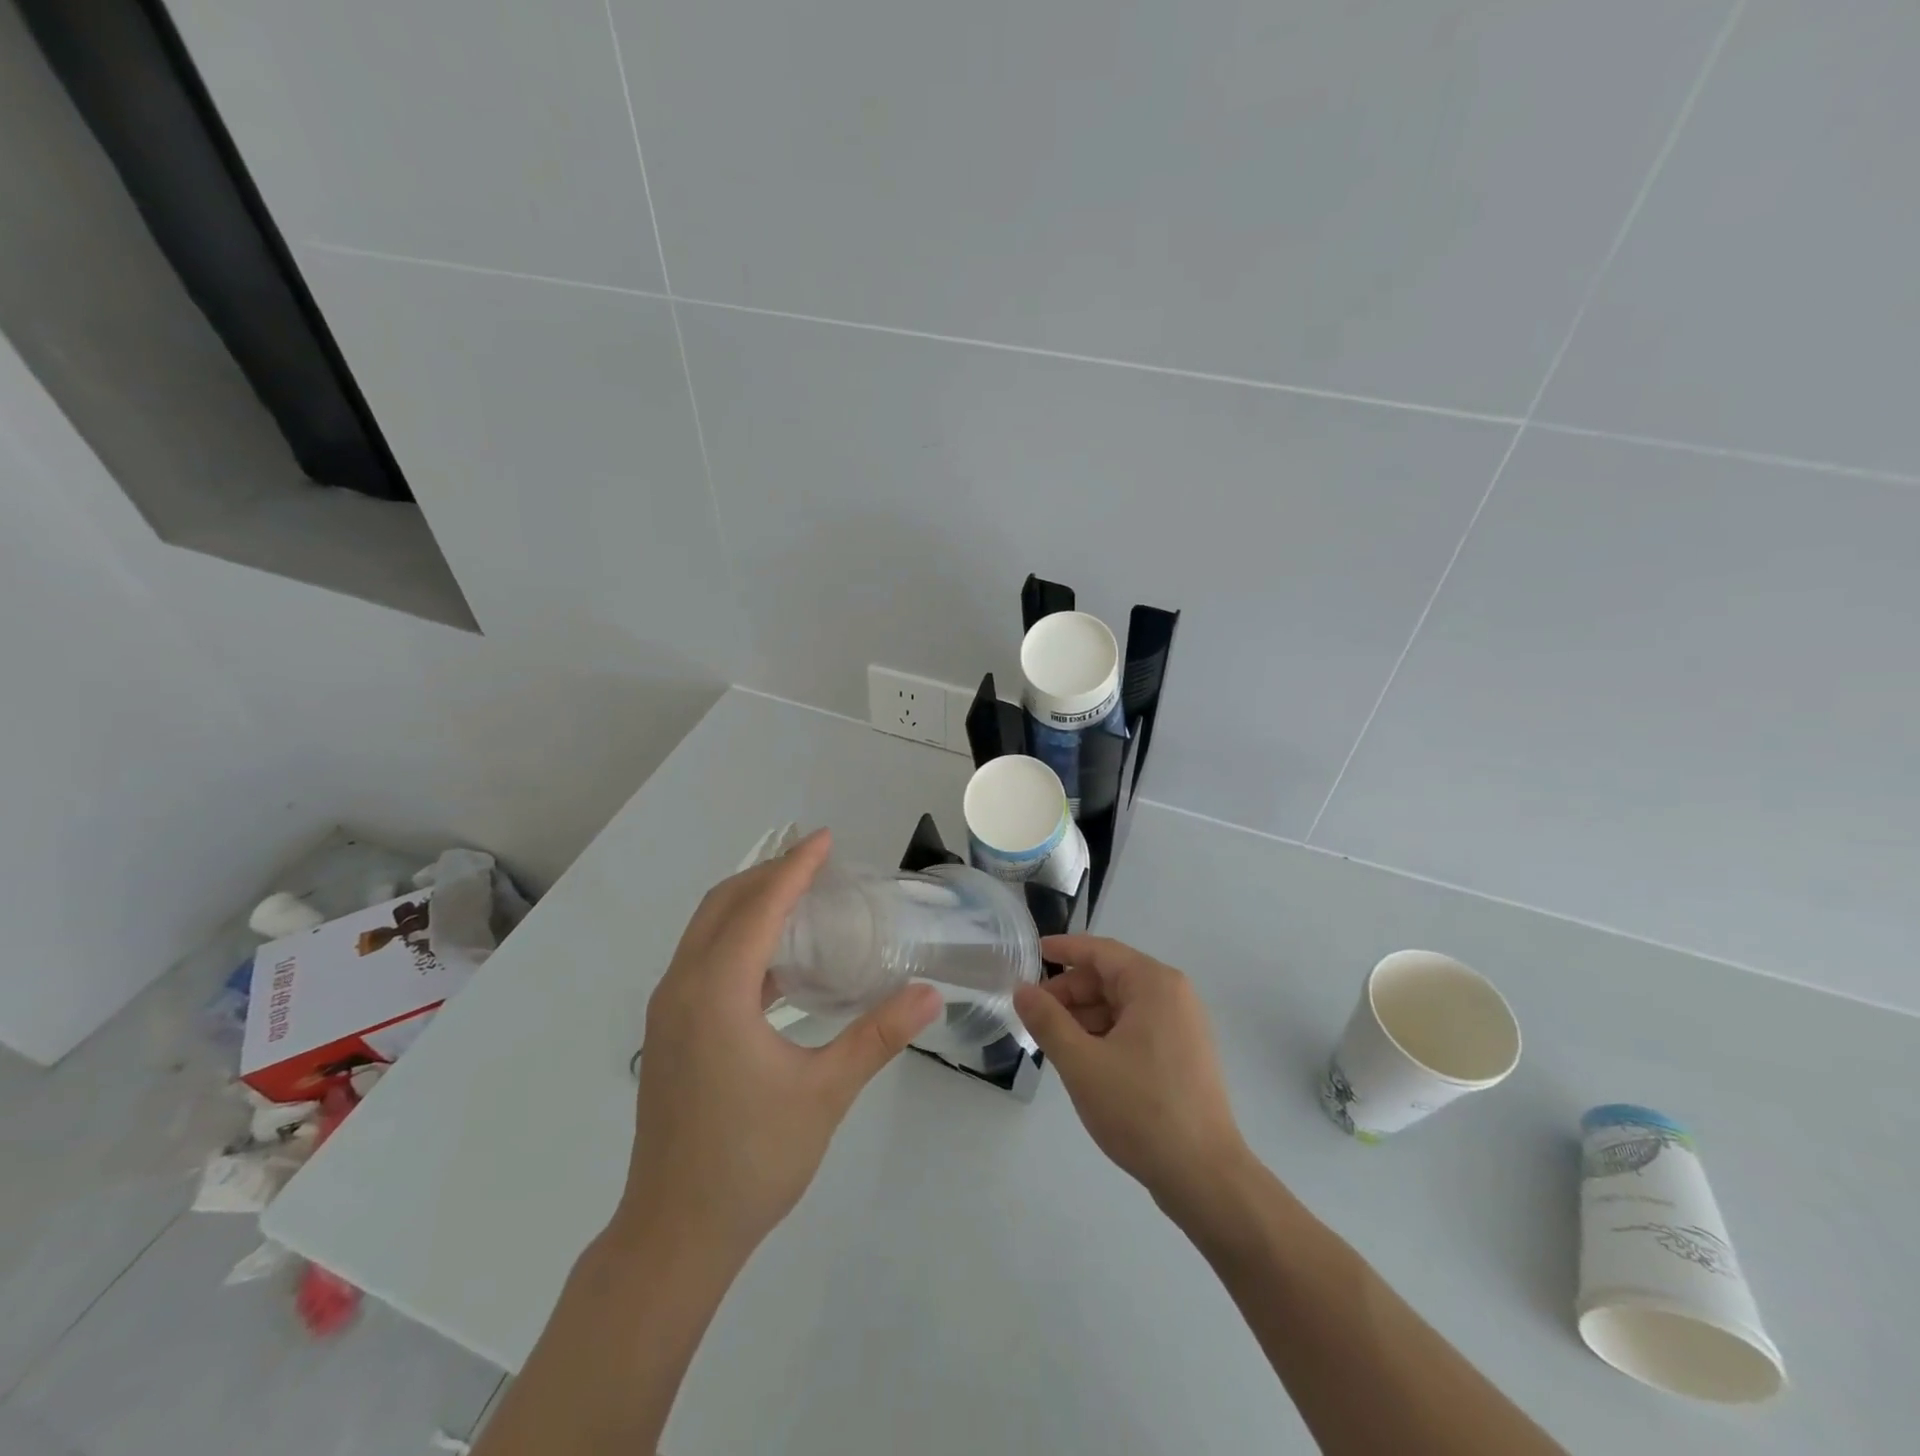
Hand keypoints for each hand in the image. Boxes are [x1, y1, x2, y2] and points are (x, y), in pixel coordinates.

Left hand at [615, 829, 941, 1263]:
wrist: (675, 1234)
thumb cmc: (751, 1160)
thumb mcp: (824, 1093)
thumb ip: (877, 1035)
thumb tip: (930, 994)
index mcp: (716, 993)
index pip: (759, 907)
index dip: (795, 868)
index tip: (826, 839)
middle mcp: (682, 988)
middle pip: (723, 905)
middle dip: (768, 874)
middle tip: (817, 862)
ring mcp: (669, 1011)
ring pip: (707, 931)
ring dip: (750, 903)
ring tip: (802, 897)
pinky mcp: (670, 1032)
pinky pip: (704, 960)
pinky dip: (739, 939)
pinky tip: (780, 961)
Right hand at [1013, 935, 1249, 1209]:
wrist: (1204, 1176)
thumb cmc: (1141, 1109)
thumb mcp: (1082, 1063)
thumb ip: (1047, 1021)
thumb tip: (1022, 990)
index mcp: (1154, 984)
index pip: (1100, 951)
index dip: (1063, 950)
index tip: (1031, 953)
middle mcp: (1173, 995)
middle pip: (1111, 977)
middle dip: (1070, 991)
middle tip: (1034, 1013)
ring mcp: (1183, 1026)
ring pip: (1122, 1005)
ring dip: (1086, 1015)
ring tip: (1052, 1040)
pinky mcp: (1184, 1054)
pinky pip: (1137, 1027)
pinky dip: (1107, 1033)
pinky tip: (1083, 1058)